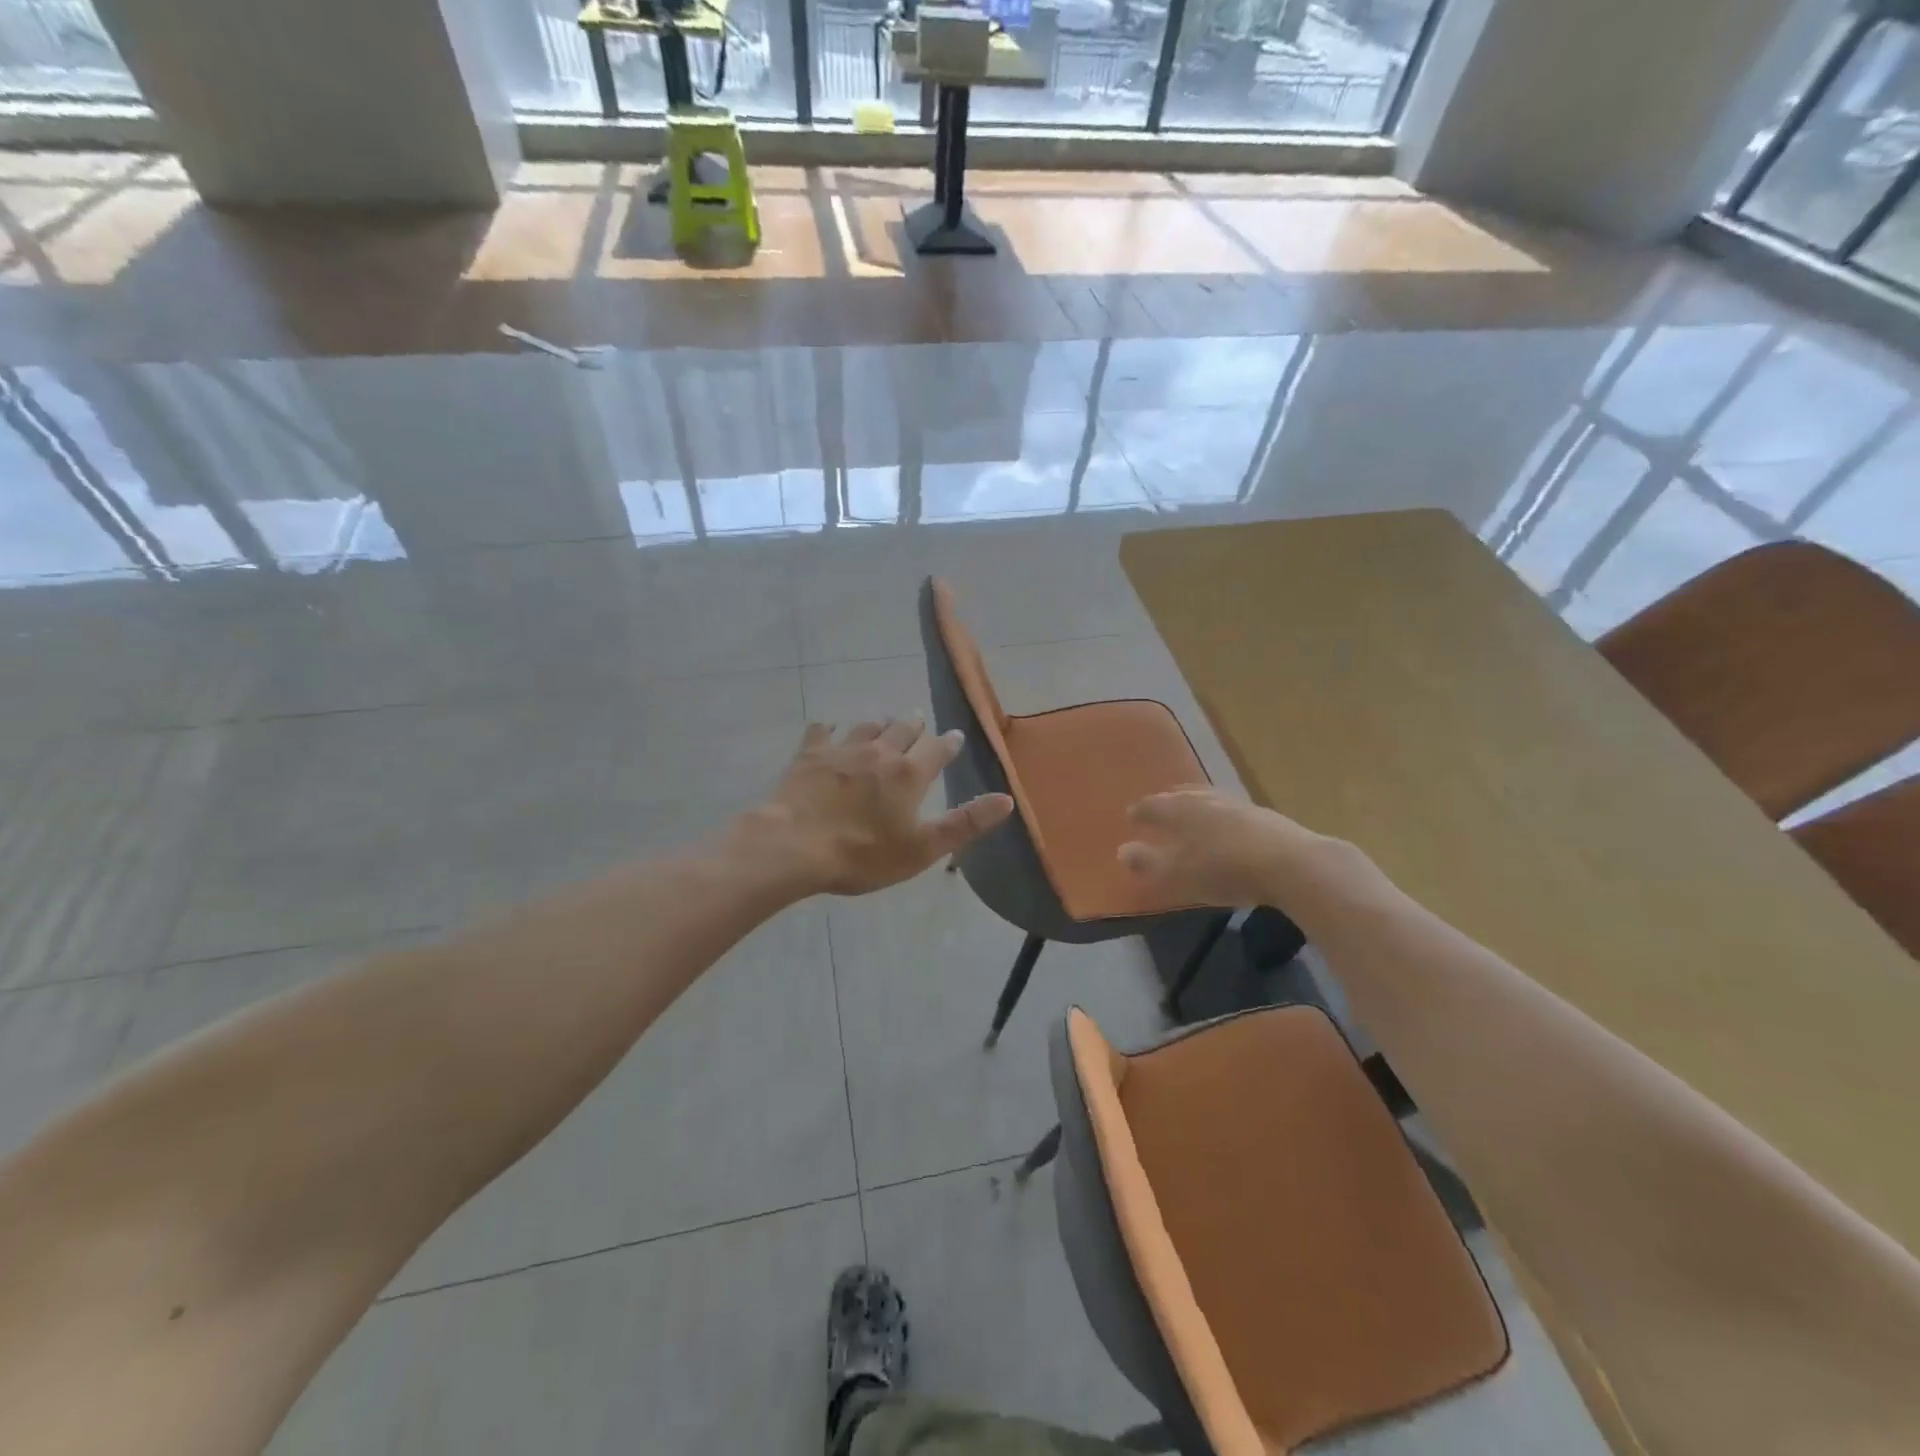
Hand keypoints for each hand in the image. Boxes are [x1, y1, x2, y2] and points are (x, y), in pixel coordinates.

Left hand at [741, 718, 1013, 896]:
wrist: (794, 846)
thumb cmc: (863, 854)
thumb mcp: (923, 847)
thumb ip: (966, 822)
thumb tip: (1007, 799)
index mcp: (909, 774)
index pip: (937, 750)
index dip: (948, 744)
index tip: (955, 736)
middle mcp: (879, 752)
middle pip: (902, 730)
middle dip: (914, 726)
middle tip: (919, 721)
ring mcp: (842, 750)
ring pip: (866, 727)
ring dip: (879, 724)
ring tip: (883, 723)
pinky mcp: (809, 755)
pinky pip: (822, 732)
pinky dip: (829, 729)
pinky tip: (828, 729)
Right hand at [1118, 787, 1350, 908]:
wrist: (1291, 865)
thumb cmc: (1223, 869)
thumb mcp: (1177, 873)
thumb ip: (1147, 862)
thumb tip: (1121, 850)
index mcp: (1180, 810)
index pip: (1152, 805)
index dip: (1140, 812)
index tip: (1130, 815)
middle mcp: (1206, 799)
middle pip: (1181, 795)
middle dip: (1167, 801)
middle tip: (1158, 807)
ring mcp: (1237, 805)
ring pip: (1208, 799)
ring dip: (1195, 804)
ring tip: (1190, 813)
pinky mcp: (1264, 816)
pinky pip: (1230, 810)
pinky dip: (1219, 816)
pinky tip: (1226, 827)